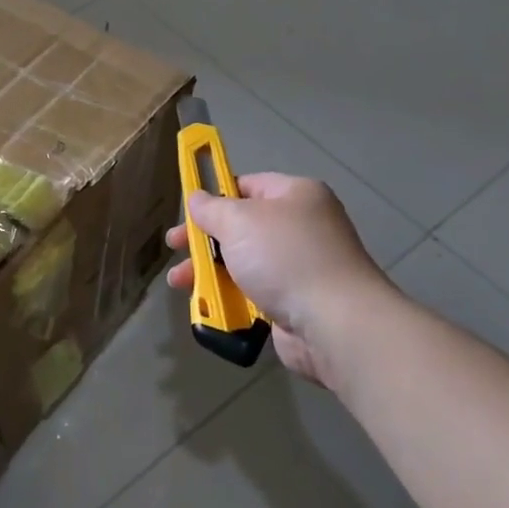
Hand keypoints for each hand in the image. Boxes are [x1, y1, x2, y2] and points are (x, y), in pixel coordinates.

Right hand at [165, 173, 385, 386]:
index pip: (248, 185)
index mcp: (296, 195)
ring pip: (244, 262)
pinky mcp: (296, 302)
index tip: (188, 212)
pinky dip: (230, 297)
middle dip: (205, 239)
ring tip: (180, 282)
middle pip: (242, 227)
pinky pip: (255, 293)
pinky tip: (207, 305)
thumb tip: (197, 198)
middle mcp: (302, 226)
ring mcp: (301, 266)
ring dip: (210, 271)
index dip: (216, 196)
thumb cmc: (284, 257)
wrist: (334, 322)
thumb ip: (211, 208)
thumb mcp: (238, 222)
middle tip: (174, 247)